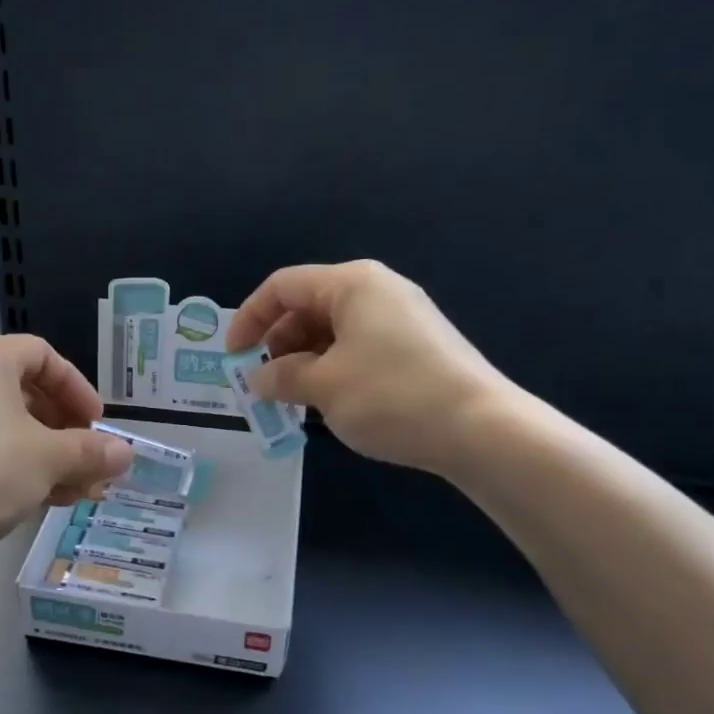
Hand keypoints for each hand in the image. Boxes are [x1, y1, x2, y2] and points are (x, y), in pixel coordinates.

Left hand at [0, 335, 133, 573]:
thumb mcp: (47, 459)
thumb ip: (91, 452)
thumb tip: (127, 453)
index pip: (44, 356)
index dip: (78, 388)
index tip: (97, 424)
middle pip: (29, 395)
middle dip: (68, 433)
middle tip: (91, 464)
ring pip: (10, 430)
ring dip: (50, 458)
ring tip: (79, 493)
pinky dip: (19, 470)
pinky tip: (44, 503)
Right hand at [228, 260, 513, 475]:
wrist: (480, 429)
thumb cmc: (391, 396)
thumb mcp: (323, 386)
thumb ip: (281, 376)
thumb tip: (258, 378)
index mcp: (351, 285)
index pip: (283, 287)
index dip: (249, 318)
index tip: (234, 358)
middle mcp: (377, 291)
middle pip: (308, 307)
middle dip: (277, 344)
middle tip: (263, 384)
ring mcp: (401, 319)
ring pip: (333, 331)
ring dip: (303, 362)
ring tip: (292, 400)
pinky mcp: (416, 347)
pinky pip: (358, 348)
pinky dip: (332, 369)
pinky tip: (328, 402)